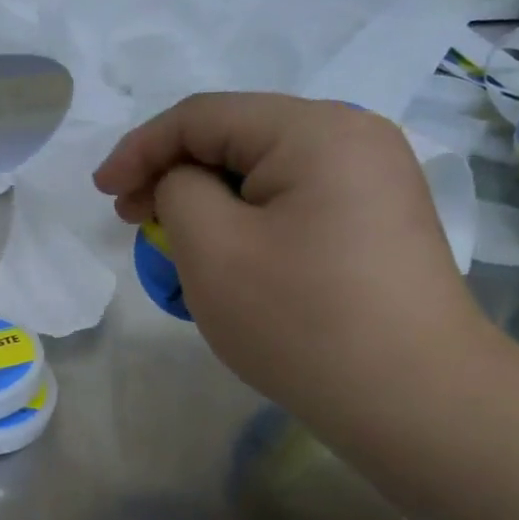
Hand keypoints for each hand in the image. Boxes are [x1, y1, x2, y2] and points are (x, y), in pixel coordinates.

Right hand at [93, 94, 492, 424]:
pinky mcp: (379, 221)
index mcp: (315, 129)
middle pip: (237, 138)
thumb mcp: (212, 248)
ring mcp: (374, 180)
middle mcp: (354, 137)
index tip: (102, 192)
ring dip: (208, 199)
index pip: (203, 116)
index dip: (140, 148)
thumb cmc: (301, 319)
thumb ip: (177, 190)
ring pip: (264, 172)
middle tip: (133, 219)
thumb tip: (184, 183)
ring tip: (175, 242)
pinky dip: (247, 219)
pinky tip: (229, 256)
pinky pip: (295, 201)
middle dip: (174, 173)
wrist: (417, 403)